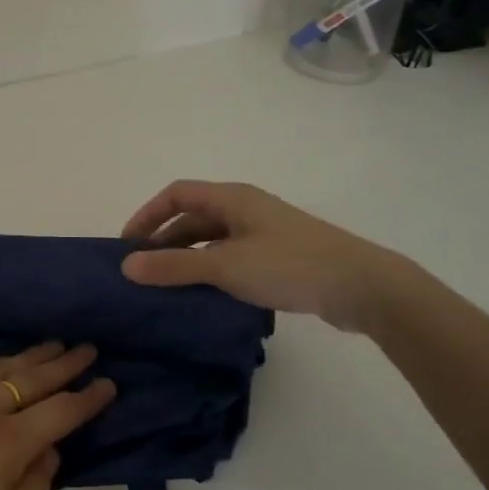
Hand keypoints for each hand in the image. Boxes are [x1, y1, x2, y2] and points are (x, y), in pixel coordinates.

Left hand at [0, 343, 116, 489]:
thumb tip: (49, 451)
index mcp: (7, 446)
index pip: (60, 413)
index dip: (88, 397)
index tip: (109, 382)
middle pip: (33, 379)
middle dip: (65, 363)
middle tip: (88, 347)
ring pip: (1, 369)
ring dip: (31, 356)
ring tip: (53, 345)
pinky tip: (2, 366)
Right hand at [118, 179, 413, 332]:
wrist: (362, 287)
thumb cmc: (289, 265)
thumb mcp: (225, 266)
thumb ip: (174, 266)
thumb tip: (126, 266)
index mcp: (232, 198)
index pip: (176, 194)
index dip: (148, 215)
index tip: (127, 245)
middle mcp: (245, 208)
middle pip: (194, 217)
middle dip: (165, 241)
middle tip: (143, 271)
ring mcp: (264, 233)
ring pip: (213, 240)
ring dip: (188, 258)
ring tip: (168, 287)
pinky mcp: (279, 257)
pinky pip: (232, 257)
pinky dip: (212, 271)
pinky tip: (206, 295)